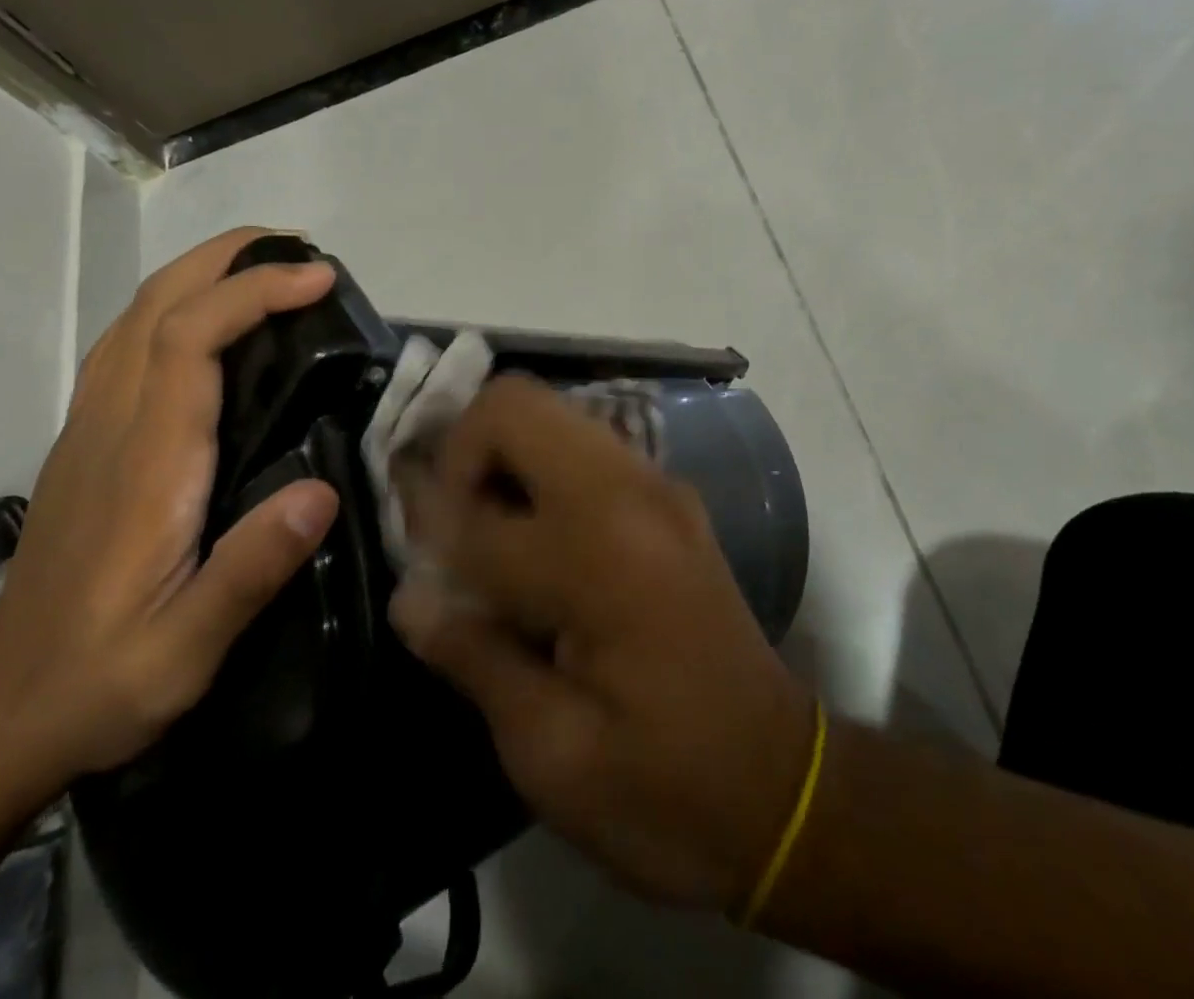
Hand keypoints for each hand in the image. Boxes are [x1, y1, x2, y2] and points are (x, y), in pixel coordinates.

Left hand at [0, 227, 340, 796]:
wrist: (2, 717)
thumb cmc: (102, 680)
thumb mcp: (185, 650)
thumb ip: (251, 570)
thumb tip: (322, 489)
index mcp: (147, 463)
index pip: (189, 339)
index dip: (254, 292)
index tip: (318, 277)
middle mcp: (113, 426)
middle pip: (156, 305)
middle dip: (226, 257)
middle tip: (299, 248)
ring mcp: (92, 430)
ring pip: (136, 318)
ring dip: (200, 273)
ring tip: (266, 270)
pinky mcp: (89, 444)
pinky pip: (128, 346)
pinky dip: (175, 307)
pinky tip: (210, 326)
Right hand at [388, 375, 815, 910]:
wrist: (785, 789)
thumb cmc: (664, 789)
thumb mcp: (552, 752)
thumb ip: (474, 655)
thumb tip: (409, 593)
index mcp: (598, 556)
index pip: (475, 509)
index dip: (423, 526)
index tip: (408, 554)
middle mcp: (631, 493)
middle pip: (517, 403)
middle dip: (462, 450)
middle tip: (447, 526)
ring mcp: (658, 484)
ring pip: (551, 413)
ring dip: (501, 456)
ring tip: (483, 531)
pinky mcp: (670, 496)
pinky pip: (584, 445)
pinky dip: (540, 469)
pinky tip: (533, 538)